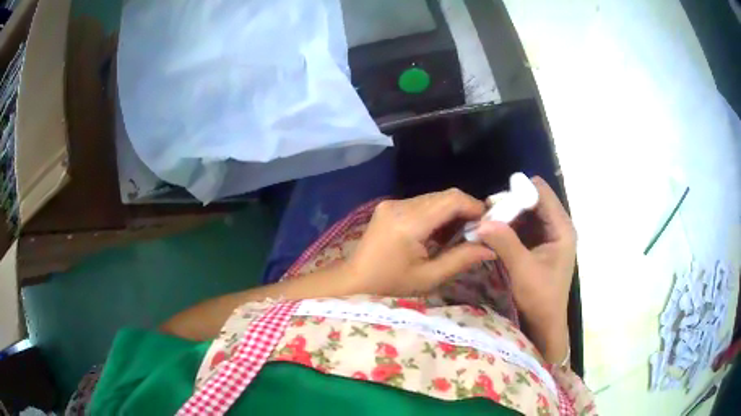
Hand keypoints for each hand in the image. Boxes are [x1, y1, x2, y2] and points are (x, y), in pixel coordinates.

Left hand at [346, 189, 496, 296]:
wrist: (353, 282)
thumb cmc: (390, 286)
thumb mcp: (428, 277)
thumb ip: (461, 259)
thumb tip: (491, 248)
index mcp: (409, 222)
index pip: (451, 200)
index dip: (475, 206)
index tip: (489, 223)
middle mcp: (399, 205)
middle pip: (443, 196)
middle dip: (466, 209)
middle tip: (478, 231)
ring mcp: (392, 203)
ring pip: (434, 198)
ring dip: (452, 212)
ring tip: (462, 234)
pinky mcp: (389, 206)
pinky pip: (422, 203)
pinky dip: (437, 214)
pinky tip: (441, 233)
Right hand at [476, 177, 575, 362]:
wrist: (545, 323)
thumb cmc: (540, 298)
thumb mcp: (522, 269)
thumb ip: (505, 242)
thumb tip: (481, 220)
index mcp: (562, 228)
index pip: (541, 193)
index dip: (518, 192)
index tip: (494, 203)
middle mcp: (557, 226)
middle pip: (533, 200)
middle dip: (510, 204)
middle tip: (485, 215)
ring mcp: (549, 235)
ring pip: (526, 213)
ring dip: (507, 216)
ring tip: (486, 223)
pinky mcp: (540, 244)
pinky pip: (523, 226)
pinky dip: (509, 227)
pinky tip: (494, 233)